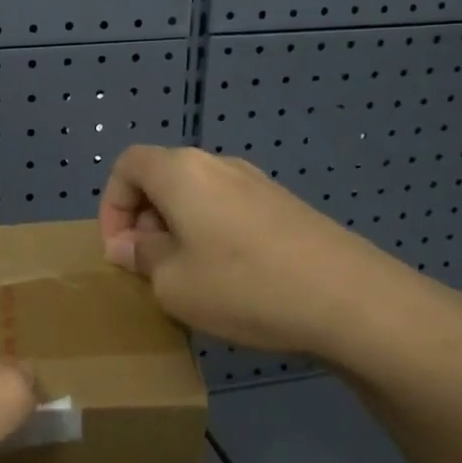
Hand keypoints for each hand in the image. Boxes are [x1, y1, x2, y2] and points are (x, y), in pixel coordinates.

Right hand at [98, 145, 461, 361]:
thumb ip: (141, 258)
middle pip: (162, 178)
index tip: (120, 251)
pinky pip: (229, 210)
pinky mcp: (284, 205)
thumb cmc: (243, 286)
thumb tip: (129, 246)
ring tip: (187, 278)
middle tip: (149, 268)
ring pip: (197, 196)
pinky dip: (212, 234)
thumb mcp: (173, 284)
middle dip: (144, 220)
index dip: (112, 205)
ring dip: (178, 230)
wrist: (349, 298)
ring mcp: (256, 183)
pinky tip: (231, 279)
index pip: (127, 165)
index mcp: (181, 172)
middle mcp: (217, 164)